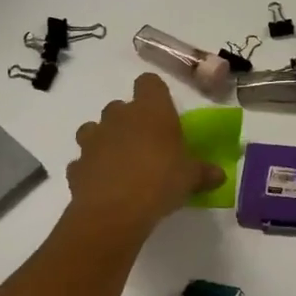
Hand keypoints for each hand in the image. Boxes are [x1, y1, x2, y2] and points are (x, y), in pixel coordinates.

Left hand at [66, 74, 221, 235]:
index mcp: (151, 111)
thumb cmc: (161, 182)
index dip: (154, 94)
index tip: (163, 111)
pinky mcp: (76, 165)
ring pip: (95, 129)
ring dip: (106, 140)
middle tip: (147, 144)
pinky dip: (92, 168)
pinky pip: (84, 161)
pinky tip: (105, 185)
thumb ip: (204, 172)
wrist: (113, 213)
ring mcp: (93, 140)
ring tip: (121, 162)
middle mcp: (119, 117)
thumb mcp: (192, 178)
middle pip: (121, 106)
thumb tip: (219, 174)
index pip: (149, 82)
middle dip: (130, 121)